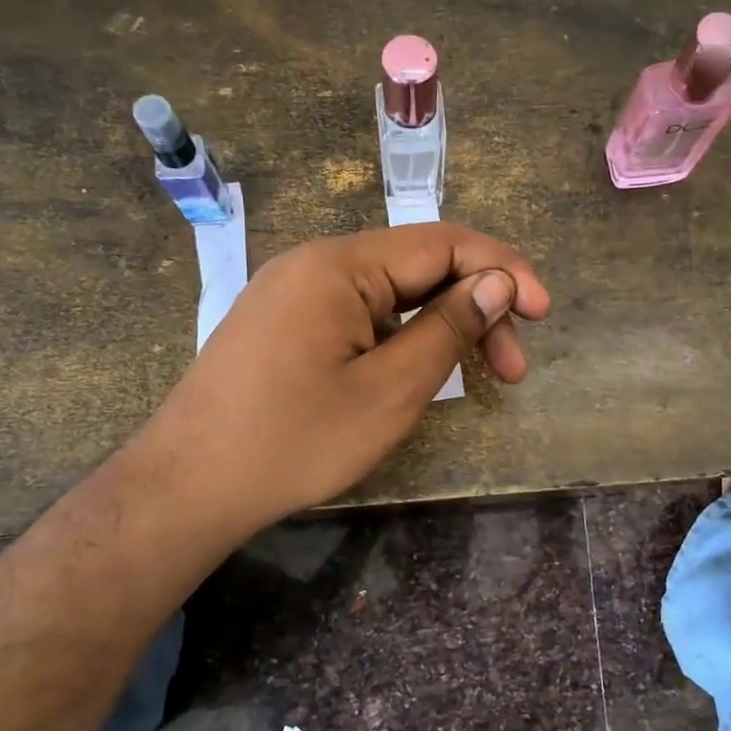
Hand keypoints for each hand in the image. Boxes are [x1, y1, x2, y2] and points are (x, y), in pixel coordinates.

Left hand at [144, 223, 549, 535]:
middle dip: (476, 309)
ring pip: (391, 294)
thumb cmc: (293, 442)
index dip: (503, 271)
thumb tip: (498, 286)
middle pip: (419, 267)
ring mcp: (294, 292)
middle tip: (513, 371)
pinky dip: (402, 338)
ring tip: (475, 378)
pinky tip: (418, 373)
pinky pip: (360, 314)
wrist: (187, 487)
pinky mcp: (285, 323)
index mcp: (339, 265)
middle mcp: (315, 263)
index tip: (543, 312)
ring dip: (441, 327)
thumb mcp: (389, 391)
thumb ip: (449, 330)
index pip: (443, 243)